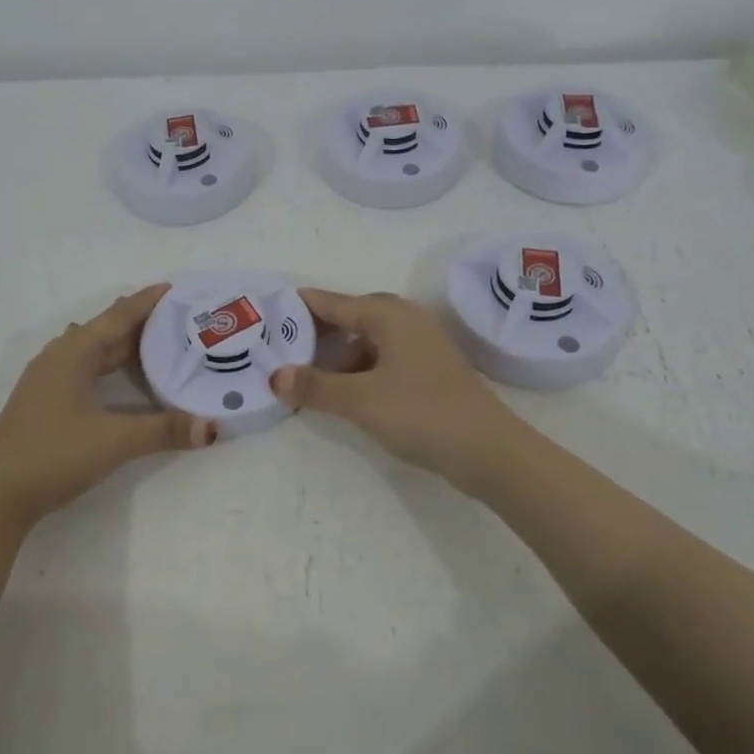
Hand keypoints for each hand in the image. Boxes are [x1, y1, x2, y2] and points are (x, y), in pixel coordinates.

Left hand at [0, 285, 215, 536]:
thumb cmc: (53, 456)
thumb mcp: (114, 442)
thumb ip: (164, 430)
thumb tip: (211, 427)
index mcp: (73, 353)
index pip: (118, 316)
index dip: (147, 301)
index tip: (176, 288)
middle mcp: (59, 356)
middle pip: (106, 329)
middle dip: (141, 321)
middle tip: (179, 318)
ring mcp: (47, 378)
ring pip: (93, 349)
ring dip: (123, 343)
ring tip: (158, 341)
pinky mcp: (44, 399)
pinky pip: (84, 366)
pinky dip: (108, 363)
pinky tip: (116, 372)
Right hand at [270, 289, 523, 491]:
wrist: (489, 450)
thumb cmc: (422, 413)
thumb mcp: (360, 400)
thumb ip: (315, 386)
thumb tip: (275, 376)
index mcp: (387, 314)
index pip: (329, 302)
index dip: (296, 309)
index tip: (264, 319)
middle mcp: (404, 320)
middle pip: (347, 317)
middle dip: (313, 333)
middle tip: (278, 350)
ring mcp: (419, 345)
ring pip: (364, 340)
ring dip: (335, 356)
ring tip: (304, 378)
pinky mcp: (427, 370)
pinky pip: (380, 358)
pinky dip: (357, 370)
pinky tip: (342, 394)